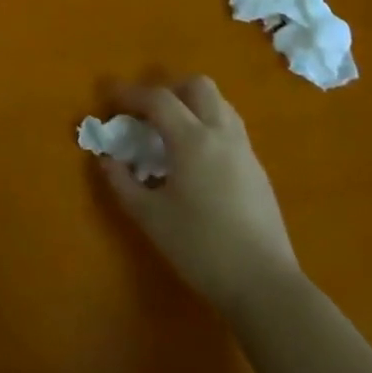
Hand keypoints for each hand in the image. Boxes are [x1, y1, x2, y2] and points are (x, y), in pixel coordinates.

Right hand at [96, 77, 300, 311]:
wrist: (264, 285)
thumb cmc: (200, 247)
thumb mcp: (150, 216)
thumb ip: (122, 182)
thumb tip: (107, 160)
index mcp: (193, 140)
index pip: (159, 99)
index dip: (130, 94)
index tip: (109, 101)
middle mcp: (222, 135)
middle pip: (198, 86)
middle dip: (168, 90)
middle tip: (146, 113)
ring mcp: (245, 152)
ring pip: (219, 105)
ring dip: (191, 106)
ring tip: (169, 133)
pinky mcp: (258, 171)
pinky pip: (230, 129)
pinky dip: (207, 127)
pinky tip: (194, 161)